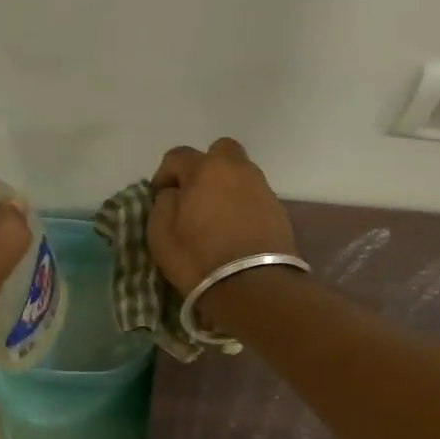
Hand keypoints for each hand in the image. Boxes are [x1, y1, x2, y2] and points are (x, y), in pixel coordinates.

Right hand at [147, 138, 298, 297]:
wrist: (254, 287)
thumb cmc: (199, 259)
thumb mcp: (161, 234)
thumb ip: (163, 203)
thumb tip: (174, 193)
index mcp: (206, 169)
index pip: (178, 156)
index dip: (164, 174)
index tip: (160, 195)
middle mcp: (238, 170)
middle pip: (220, 151)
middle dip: (205, 166)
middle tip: (195, 194)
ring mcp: (262, 188)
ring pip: (240, 173)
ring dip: (226, 186)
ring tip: (216, 216)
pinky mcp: (279, 210)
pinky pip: (254, 196)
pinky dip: (243, 205)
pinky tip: (236, 229)